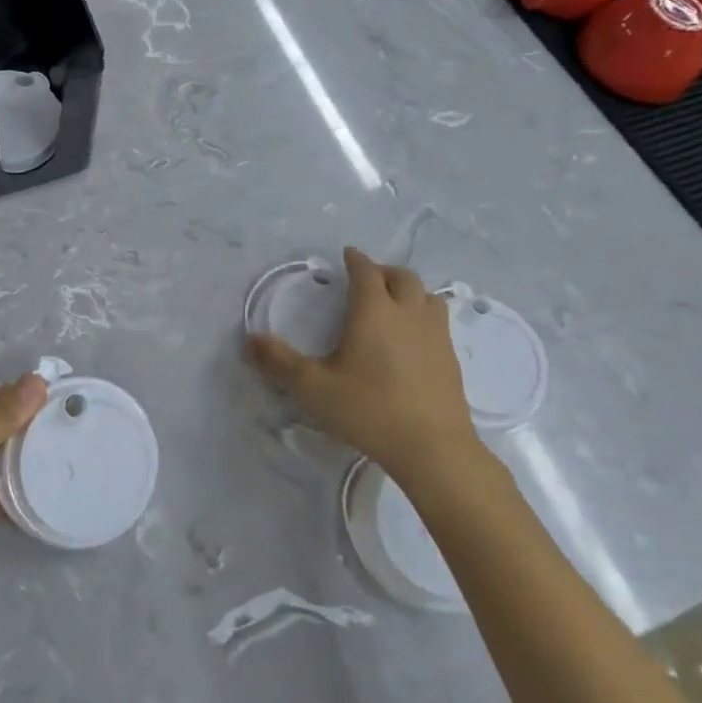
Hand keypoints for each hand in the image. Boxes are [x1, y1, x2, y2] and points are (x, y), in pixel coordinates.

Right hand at [246, 247, 490, 493]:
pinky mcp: (451, 358)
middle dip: (383, 271)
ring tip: (395, 303)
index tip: (347, 255)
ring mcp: (435, 334)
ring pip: (427, 296)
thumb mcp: (314, 388)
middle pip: (402, 277)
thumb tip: (250, 339)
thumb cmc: (368, 409)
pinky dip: (424, 316)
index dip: (356, 260)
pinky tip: (414, 339)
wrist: (432, 447)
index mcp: (373, 311)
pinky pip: (438, 322)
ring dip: (409, 291)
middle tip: (368, 279)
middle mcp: (408, 313)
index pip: (366, 271)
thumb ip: (279, 362)